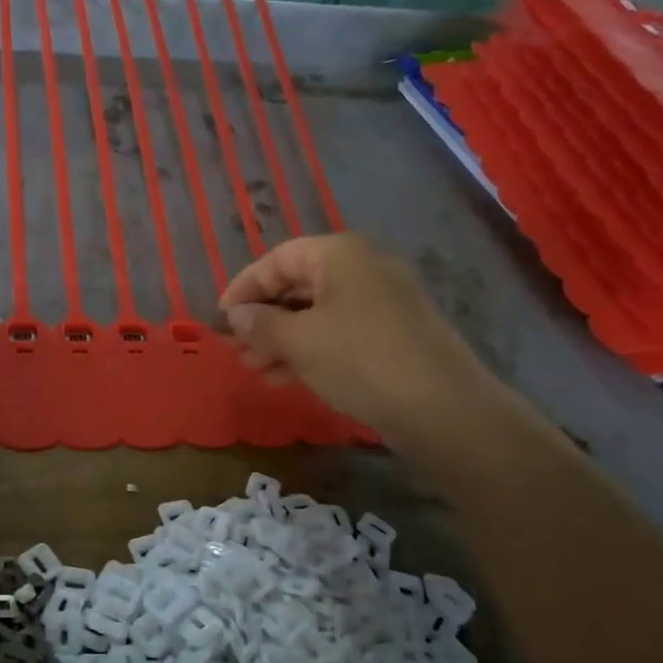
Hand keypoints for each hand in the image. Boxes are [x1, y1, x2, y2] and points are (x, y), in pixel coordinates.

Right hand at [220, 234, 496, 438]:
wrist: (441, 407)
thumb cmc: (359, 359)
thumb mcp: (298, 340)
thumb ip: (260, 323)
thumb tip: (236, 315)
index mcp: (340, 254)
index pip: (278, 259)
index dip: (245, 287)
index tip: (222, 318)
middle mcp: (363, 268)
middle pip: (298, 285)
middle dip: (263, 319)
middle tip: (237, 349)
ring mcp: (382, 302)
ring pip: (316, 313)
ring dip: (282, 340)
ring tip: (256, 370)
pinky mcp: (392, 335)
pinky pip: (339, 333)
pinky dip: (310, 350)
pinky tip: (287, 378)